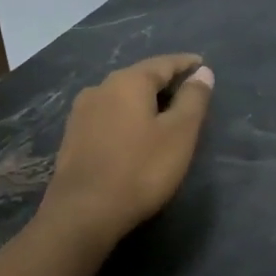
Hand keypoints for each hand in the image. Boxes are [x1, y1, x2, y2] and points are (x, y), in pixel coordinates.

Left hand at [38, 54, 215, 244]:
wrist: (83, 212)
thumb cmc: (140, 170)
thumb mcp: (179, 134)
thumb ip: (193, 99)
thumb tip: (202, 72)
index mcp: (127, 82)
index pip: (163, 63)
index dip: (185, 64)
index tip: (201, 65)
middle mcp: (100, 88)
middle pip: (139, 77)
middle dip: (164, 82)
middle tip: (187, 91)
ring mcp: (81, 113)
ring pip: (121, 97)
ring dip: (144, 101)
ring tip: (164, 113)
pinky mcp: (73, 137)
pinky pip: (108, 116)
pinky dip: (127, 117)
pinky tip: (135, 133)